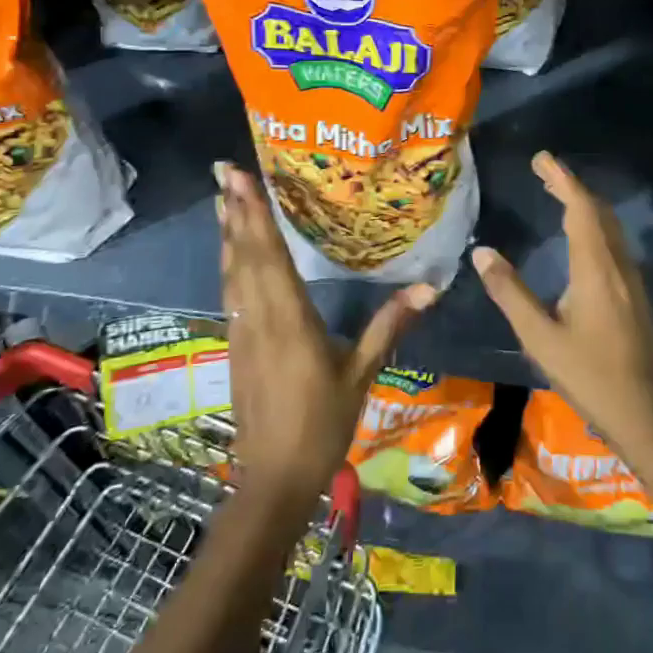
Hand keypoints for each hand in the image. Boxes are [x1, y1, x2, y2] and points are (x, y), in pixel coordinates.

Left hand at [217, 163, 436, 511]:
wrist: (272, 480)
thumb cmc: (322, 426)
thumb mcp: (360, 376)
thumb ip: (389, 327)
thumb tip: (429, 287)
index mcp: (289, 320)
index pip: (270, 257)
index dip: (256, 216)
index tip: (241, 180)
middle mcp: (259, 318)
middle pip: (245, 256)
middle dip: (236, 211)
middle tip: (225, 171)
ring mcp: (242, 331)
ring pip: (232, 272)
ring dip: (228, 233)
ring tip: (223, 198)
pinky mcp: (236, 345)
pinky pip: (231, 291)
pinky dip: (230, 262)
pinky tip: (231, 251)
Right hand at [472, 152, 652, 503]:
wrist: (645, 413)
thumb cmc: (589, 375)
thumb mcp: (539, 337)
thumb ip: (510, 292)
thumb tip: (482, 252)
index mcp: (595, 269)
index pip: (580, 209)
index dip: (562, 179)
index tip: (542, 158)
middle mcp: (617, 265)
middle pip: (597, 211)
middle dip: (571, 186)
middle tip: (543, 171)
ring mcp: (631, 280)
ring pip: (609, 227)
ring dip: (584, 205)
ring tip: (557, 195)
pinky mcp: (635, 295)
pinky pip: (613, 243)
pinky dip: (593, 225)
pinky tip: (579, 238)